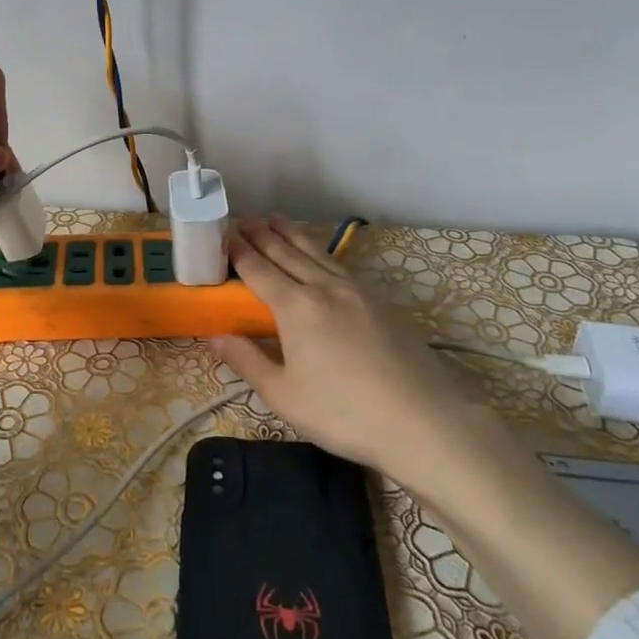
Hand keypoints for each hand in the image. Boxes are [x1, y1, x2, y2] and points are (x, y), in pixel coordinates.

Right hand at [216, 218, 638, 638]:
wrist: (423, 421)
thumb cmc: (344, 412)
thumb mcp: (284, 395)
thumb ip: (248, 361)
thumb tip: (215, 336)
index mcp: (295, 307)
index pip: (259, 270)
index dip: (239, 251)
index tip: (223, 233)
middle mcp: (324, 288)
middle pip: (287, 253)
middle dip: (262, 235)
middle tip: (243, 217)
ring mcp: (357, 292)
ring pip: (317, 254)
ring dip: (293, 235)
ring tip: (277, 219)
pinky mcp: (382, 303)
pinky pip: (341, 266)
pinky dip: (321, 253)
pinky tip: (322, 257)